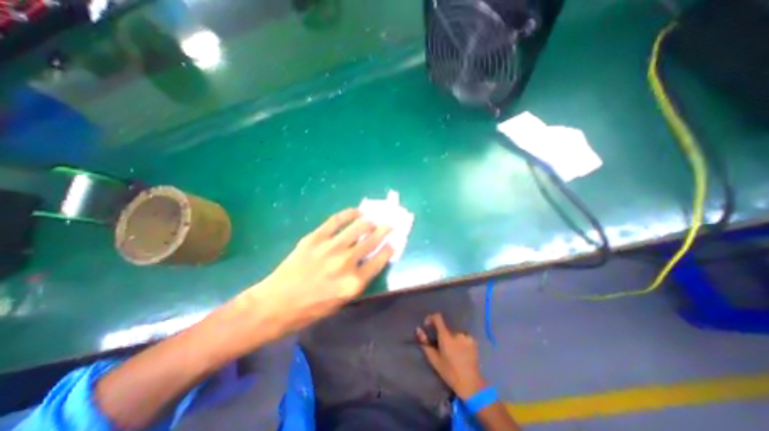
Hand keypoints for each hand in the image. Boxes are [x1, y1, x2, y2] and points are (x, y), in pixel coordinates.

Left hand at [235, 209, 391, 342]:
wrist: (277, 304)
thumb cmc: (311, 308)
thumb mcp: (342, 301)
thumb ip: (359, 279)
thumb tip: (369, 259)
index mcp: (355, 282)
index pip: (380, 259)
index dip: (390, 248)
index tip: (394, 241)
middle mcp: (346, 262)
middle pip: (372, 240)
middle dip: (385, 230)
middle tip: (390, 224)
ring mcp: (331, 247)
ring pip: (358, 227)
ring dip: (369, 221)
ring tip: (373, 219)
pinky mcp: (316, 238)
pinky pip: (337, 220)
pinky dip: (349, 213)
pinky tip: (356, 212)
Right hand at [414, 312, 484, 398]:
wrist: (470, 384)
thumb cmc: (449, 372)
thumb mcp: (434, 359)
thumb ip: (425, 343)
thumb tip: (418, 329)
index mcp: (446, 336)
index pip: (438, 317)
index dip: (431, 318)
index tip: (428, 325)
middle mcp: (456, 333)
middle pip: (446, 327)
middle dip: (442, 334)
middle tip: (442, 347)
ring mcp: (466, 336)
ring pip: (454, 332)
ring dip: (452, 338)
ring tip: (453, 351)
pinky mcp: (473, 340)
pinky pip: (463, 336)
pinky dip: (460, 341)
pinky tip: (461, 352)